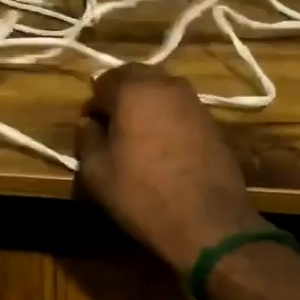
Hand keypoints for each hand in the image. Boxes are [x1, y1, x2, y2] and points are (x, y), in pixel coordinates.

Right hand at [75, 63, 265, 269]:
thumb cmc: (143, 194)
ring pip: (160, 89)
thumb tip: (89, 124)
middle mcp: (165, 85)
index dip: (93, 105)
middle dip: (119, 95)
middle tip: (111, 126)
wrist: (208, 223)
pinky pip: (179, 108)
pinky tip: (162, 146)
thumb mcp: (97, 172)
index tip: (91, 129)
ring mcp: (194, 101)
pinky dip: (166, 117)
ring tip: (137, 135)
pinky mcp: (212, 121)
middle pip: (135, 76)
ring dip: (144, 103)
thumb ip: (87, 139)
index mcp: (133, 90)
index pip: (102, 82)